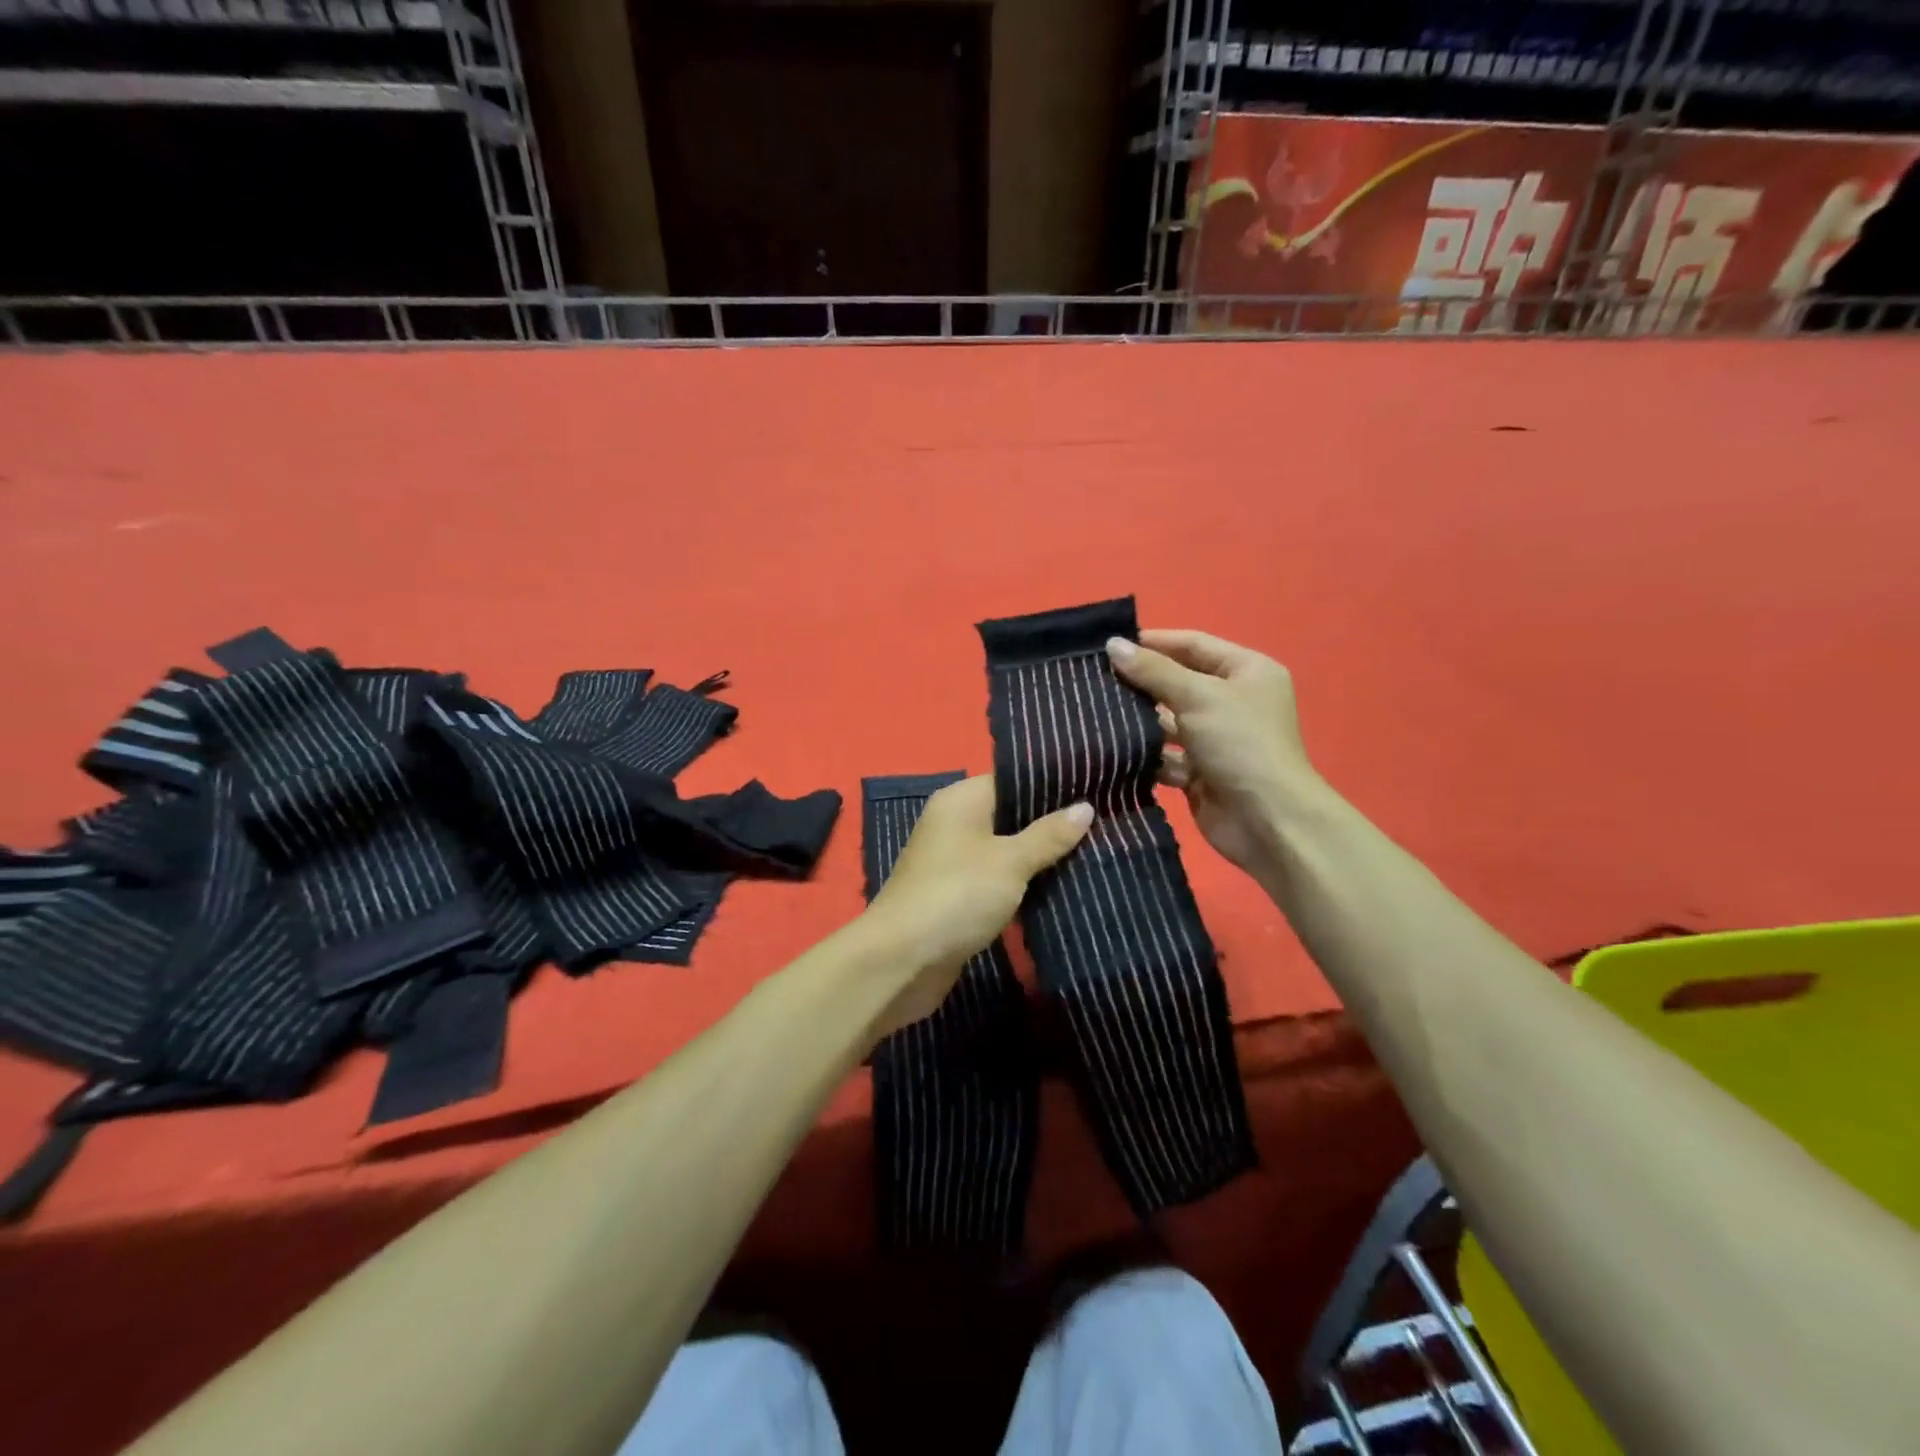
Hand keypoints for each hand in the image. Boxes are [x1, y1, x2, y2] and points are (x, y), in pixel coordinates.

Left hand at [862, 775, 1091, 1033]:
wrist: (902, 961)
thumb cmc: (957, 895)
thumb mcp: (1010, 861)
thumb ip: (1048, 835)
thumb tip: (1085, 807)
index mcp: (961, 801)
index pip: (1012, 779)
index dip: (1052, 784)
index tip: (1096, 786)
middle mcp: (954, 824)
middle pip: (1011, 815)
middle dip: (1052, 823)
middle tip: (1106, 822)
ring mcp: (954, 863)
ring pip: (1007, 851)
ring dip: (1041, 857)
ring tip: (1096, 852)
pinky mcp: (958, 898)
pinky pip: (999, 881)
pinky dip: (1024, 885)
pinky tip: (1063, 887)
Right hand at [1106, 630, 1318, 887]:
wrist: (1267, 820)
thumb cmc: (1240, 744)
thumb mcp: (1198, 696)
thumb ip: (1154, 671)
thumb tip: (1113, 645)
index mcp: (1246, 672)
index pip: (1194, 644)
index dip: (1154, 642)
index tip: (1111, 644)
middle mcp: (1233, 701)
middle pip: (1179, 683)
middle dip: (1141, 683)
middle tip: (1094, 679)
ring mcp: (1216, 739)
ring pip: (1169, 721)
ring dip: (1139, 721)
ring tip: (1096, 713)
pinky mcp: (1200, 772)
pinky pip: (1166, 756)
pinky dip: (1145, 755)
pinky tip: (1111, 750)